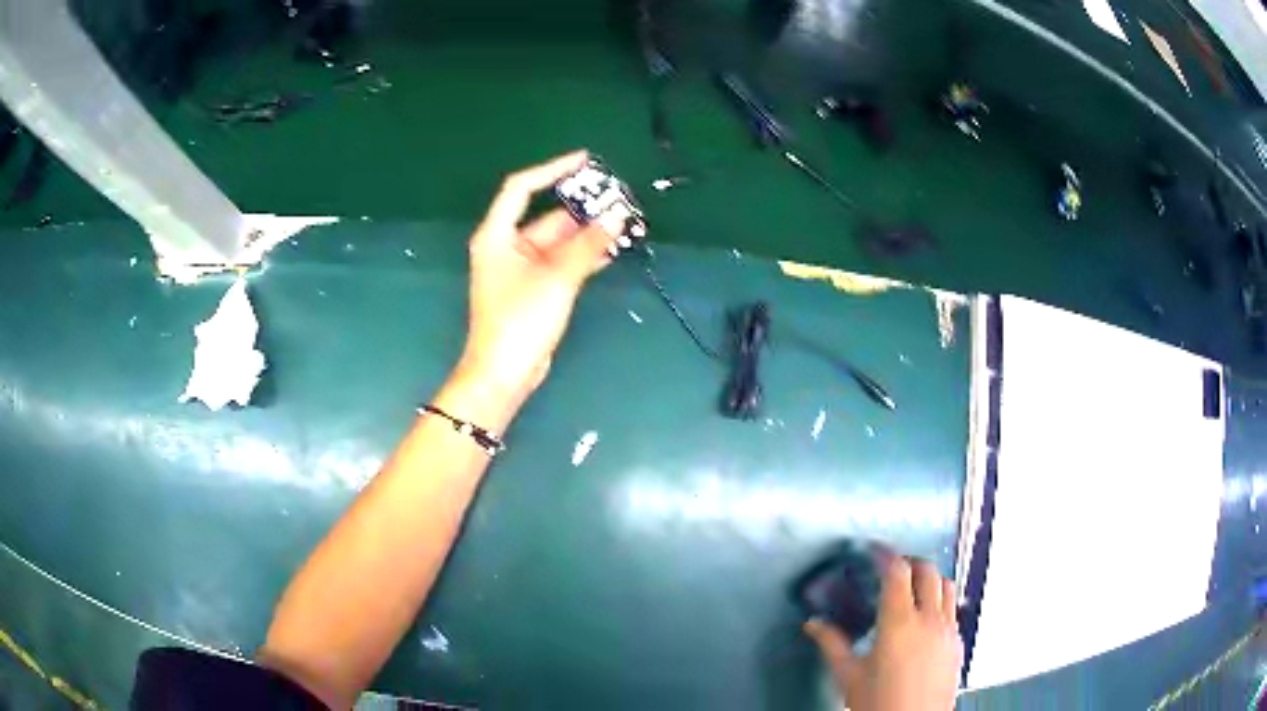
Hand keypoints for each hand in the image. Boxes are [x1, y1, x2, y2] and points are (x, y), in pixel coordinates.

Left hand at [458, 150, 620, 402]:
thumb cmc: (520, 320)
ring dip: (588, 234)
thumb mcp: (557, 278)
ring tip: (624, 223)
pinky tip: (611, 250)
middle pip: (547, 216)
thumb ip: (588, 244)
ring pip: (559, 241)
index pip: (522, 188)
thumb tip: (618, 214)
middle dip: (583, 209)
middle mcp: (507, 246)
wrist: (504, 373)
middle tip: (619, 200)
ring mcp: (521, 269)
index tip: (585, 161)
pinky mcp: (535, 289)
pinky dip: (584, 256)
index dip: (552, 170)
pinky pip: (562, 262)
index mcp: (498, 235)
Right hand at [804, 555, 962, 710]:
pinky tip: (925, 620)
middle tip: (891, 569)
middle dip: (909, 562)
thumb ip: (831, 644)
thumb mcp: (848, 675)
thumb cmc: (878, 703)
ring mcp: (948, 630)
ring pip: (946, 585)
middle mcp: (929, 619)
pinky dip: (940, 602)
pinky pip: (953, 609)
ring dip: (930, 579)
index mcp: (899, 623)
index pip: (898, 572)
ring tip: (912, 589)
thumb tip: (812, 623)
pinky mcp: (958, 643)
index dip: (886, 554)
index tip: (875, 549)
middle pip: (927, 570)